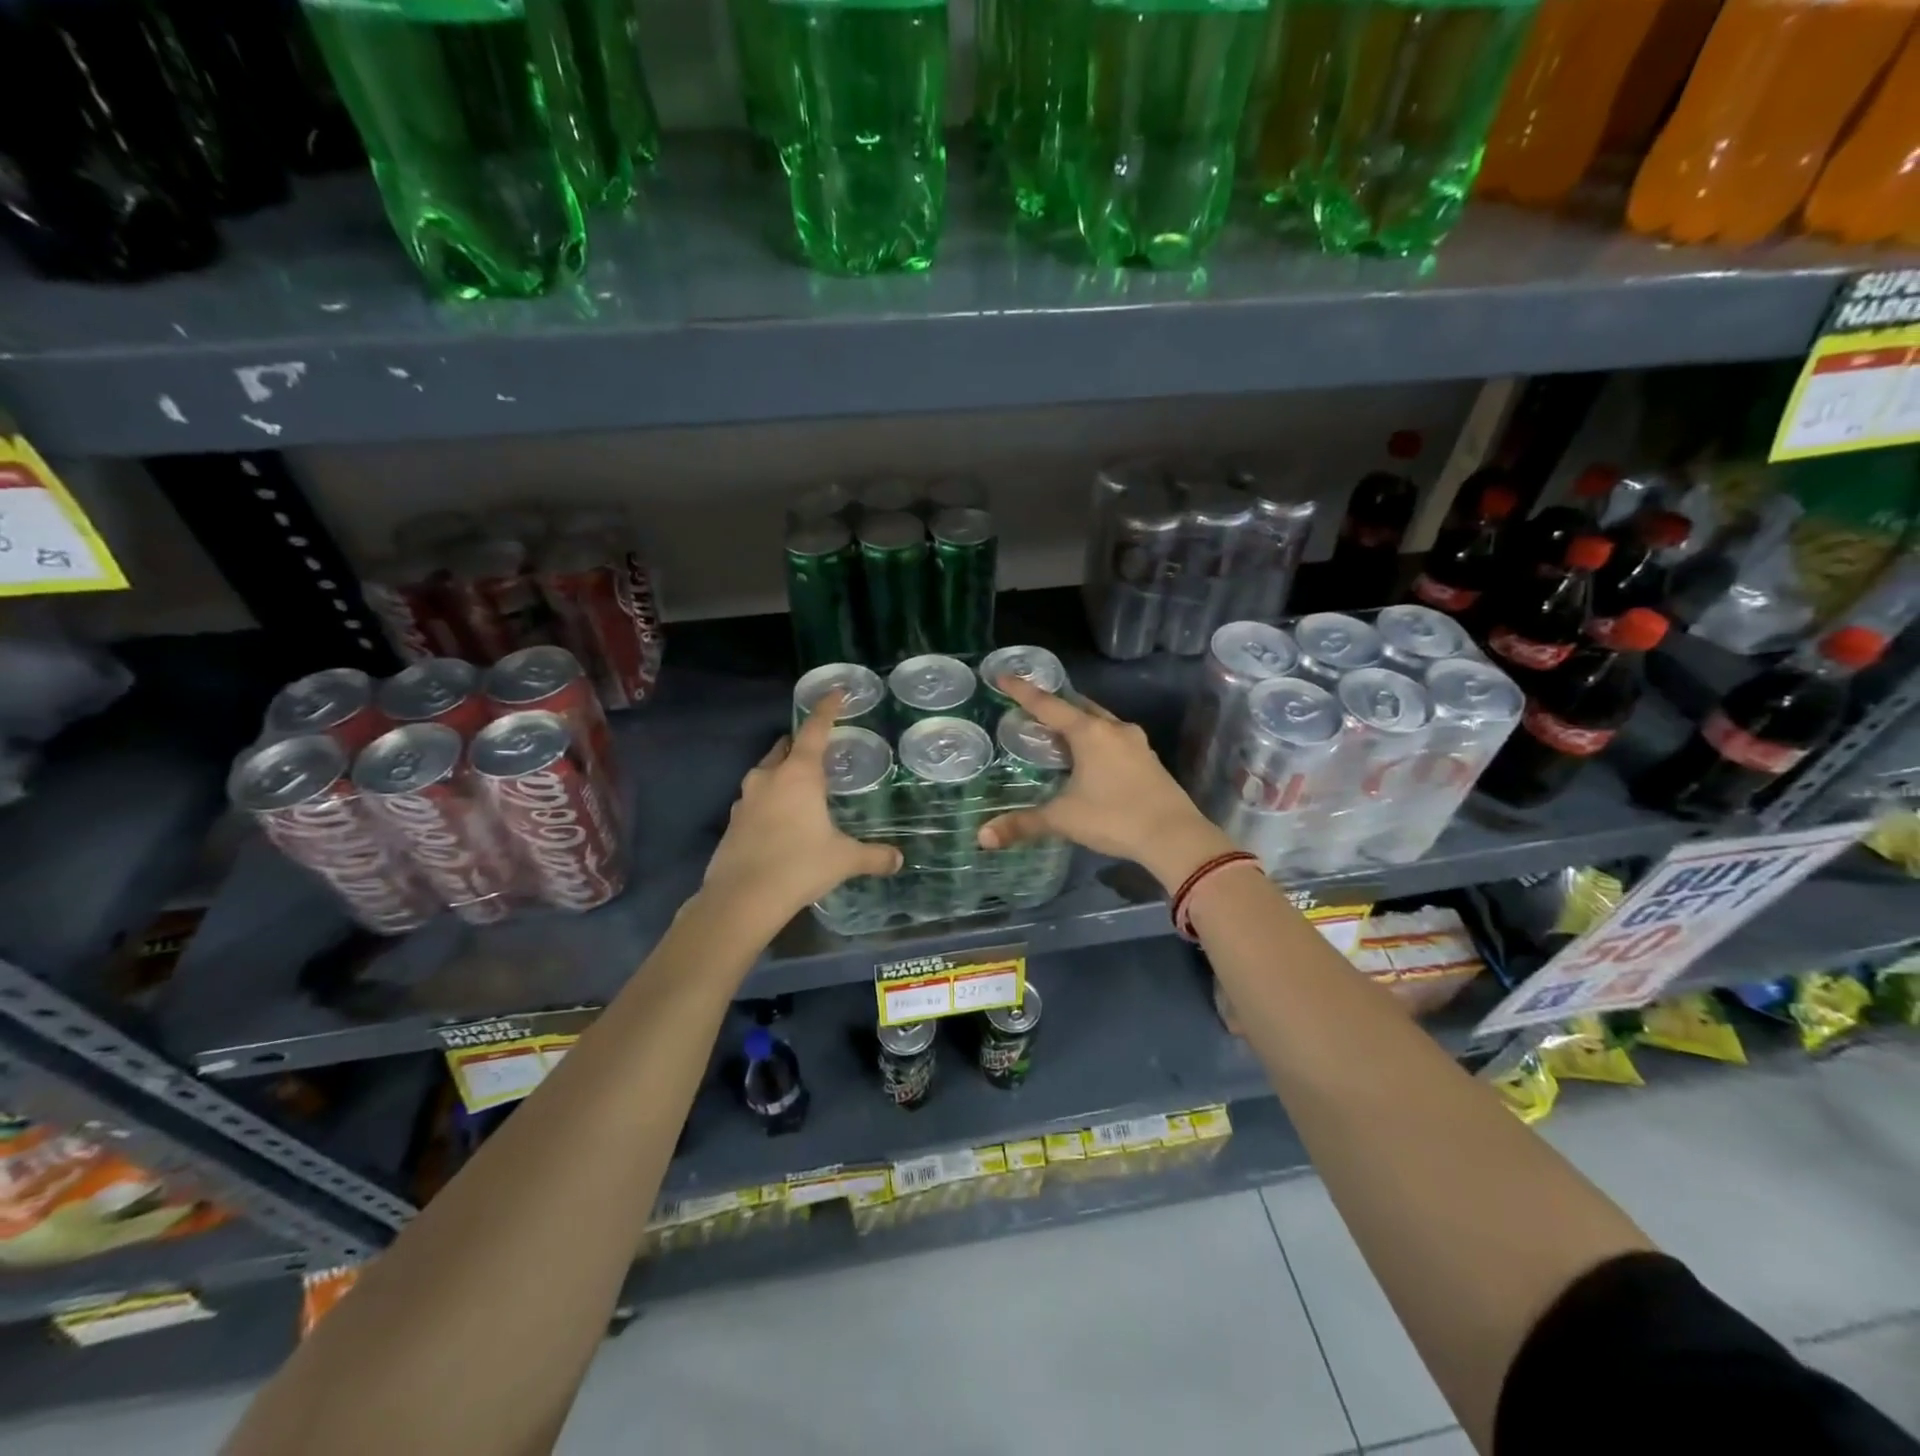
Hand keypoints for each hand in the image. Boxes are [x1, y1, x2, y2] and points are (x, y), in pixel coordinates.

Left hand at [702, 691, 901, 931]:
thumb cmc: (799, 866)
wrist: (741, 899)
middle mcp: (769, 777)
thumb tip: (898, 860)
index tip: (836, 692)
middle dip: (801, 743)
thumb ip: (873, 856)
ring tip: (802, 787)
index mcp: (799, 774)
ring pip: (766, 772)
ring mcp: (745, 799)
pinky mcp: (733, 822)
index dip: (827, 709)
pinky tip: (781, 821)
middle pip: (785, 747)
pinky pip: (755, 799)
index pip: (814, 729)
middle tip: (820, 750)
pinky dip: (770, 800)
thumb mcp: (843, 860)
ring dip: (783, 772)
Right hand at [977, 676, 1235, 893]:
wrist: (1175, 836)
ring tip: (1059, 732)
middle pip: (1079, 707)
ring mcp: (1136, 743)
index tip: (1002, 676)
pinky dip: (1097, 740)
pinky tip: (1090, 757)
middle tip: (1033, 708)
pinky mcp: (1149, 760)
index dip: (1022, 691)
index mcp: (1089, 733)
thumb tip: (982, 837)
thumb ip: (1023, 824)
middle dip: (1055, 705)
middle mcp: (1114, 729)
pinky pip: (1115, 739)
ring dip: (1079, 722)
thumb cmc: (1114, 818)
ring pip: (1101, 721)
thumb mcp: (1063, 819)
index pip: (1048, 705)